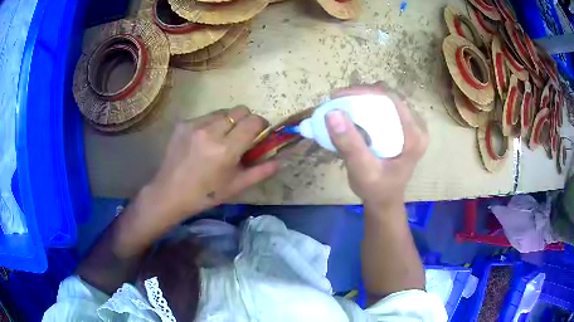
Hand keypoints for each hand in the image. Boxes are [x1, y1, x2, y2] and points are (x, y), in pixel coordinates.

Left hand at [145, 106, 278, 222]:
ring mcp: (194, 125)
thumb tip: (280, 161)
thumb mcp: (236, 186)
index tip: (259, 134)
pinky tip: (203, 141)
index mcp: (226, 149)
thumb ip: (261, 171)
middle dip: (246, 120)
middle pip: (240, 110)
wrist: (170, 193)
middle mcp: (211, 131)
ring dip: (228, 121)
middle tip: (241, 136)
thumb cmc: (206, 194)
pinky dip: (211, 124)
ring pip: (222, 111)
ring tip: (220, 139)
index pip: (253, 121)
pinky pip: (205, 116)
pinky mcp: (183, 123)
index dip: (261, 125)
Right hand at [326, 82, 427, 208]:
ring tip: (343, 105)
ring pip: (386, 100)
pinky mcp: (404, 127)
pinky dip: (368, 106)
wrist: (384, 200)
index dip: (365, 91)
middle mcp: (417, 127)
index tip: (339, 96)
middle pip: (389, 97)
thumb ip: (350, 144)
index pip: (392, 100)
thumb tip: (332, 113)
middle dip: (362, 94)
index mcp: (414, 136)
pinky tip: (354, 113)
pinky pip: (386, 108)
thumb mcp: (362, 171)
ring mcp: (412, 126)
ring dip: (364, 99)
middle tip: (338, 101)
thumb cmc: (376, 189)